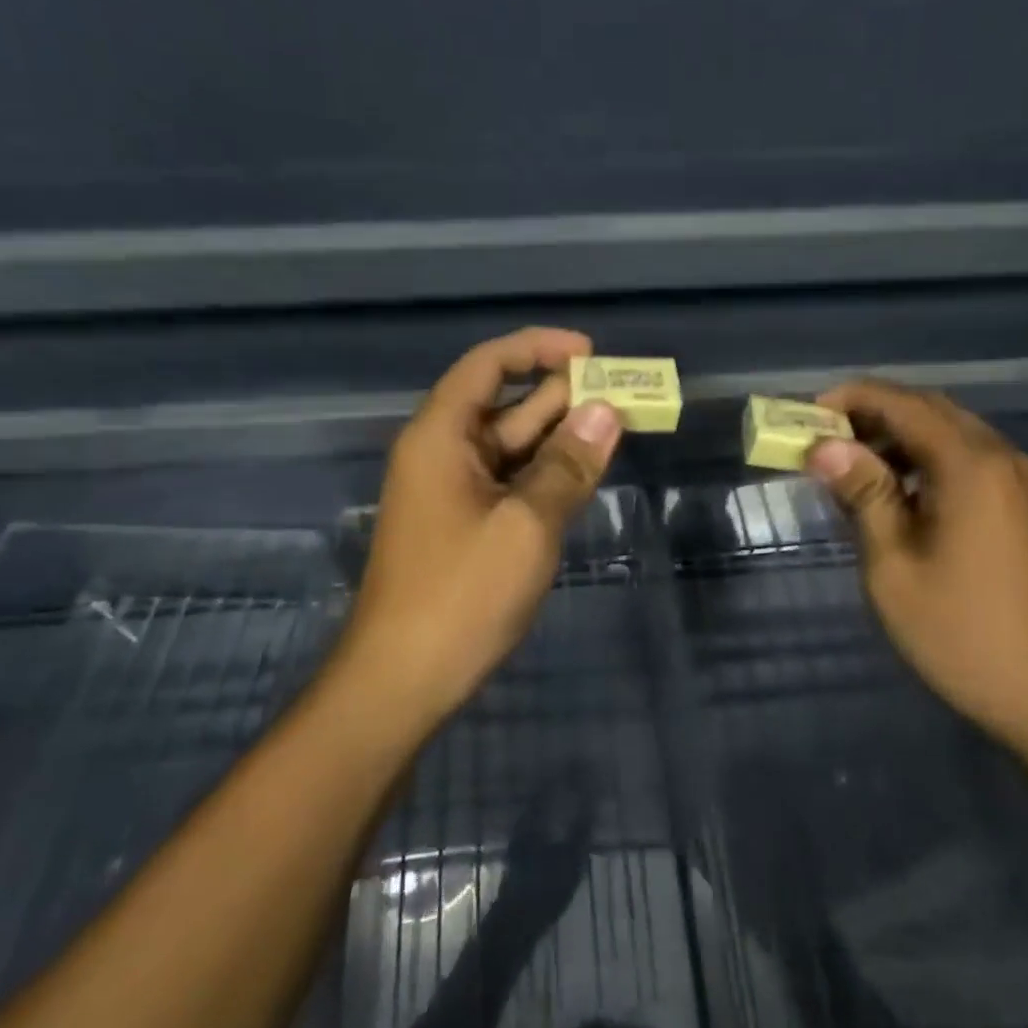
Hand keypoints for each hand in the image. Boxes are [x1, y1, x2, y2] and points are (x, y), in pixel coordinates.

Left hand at [334, 328, 621, 720]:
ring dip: (561, 437)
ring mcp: (453, 493)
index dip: (538, 348)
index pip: (488, 365)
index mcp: (441, 437)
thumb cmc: (461, 595)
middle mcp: (443, 454)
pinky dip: (547, 474)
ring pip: (513, 447)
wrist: (403, 680)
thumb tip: (608, 413)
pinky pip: (511, 483)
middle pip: (506, 404)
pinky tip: (585, 474)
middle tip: (625, 395)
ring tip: (619, 428)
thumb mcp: (526, 525)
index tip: (591, 352)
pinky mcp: (466, 526)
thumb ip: (568, 465)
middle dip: (563, 396)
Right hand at [806, 379, 1027, 747]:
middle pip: (929, 410)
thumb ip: (864, 496)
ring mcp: (1020, 482)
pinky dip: (926, 461)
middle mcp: (1002, 458)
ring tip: (850, 467)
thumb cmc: (962, 632)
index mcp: (971, 465)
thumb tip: (825, 447)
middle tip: (823, 440)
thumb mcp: (894, 566)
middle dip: (872, 414)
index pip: (902, 403)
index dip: (850, 399)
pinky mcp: (1025, 506)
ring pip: (951, 434)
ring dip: (899, 437)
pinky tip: (897, 494)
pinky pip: (969, 461)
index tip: (806, 417)